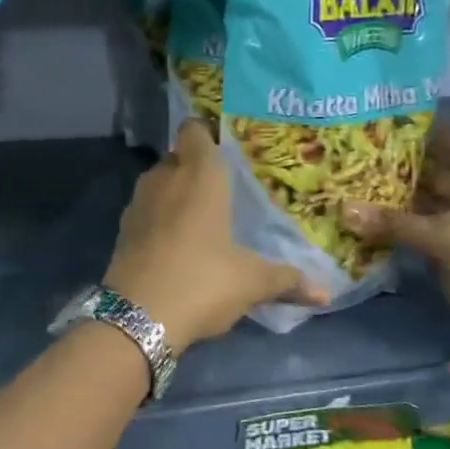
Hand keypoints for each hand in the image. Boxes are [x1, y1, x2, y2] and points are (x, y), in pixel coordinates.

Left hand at [104, 121, 327, 349]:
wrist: (136, 318)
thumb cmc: (202, 281)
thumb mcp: (251, 283)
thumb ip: (287, 280)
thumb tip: (325, 294)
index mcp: (199, 175)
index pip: (195, 130)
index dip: (208, 132)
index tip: (228, 145)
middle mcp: (165, 178)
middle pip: (179, 156)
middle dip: (197, 166)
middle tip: (226, 184)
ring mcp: (139, 203)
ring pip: (160, 182)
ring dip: (177, 192)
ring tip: (204, 213)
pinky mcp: (123, 230)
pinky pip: (147, 209)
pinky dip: (160, 216)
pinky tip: (179, 240)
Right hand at [341, 126, 449, 350]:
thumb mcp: (448, 236)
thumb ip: (395, 223)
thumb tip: (342, 209)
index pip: (448, 141)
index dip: (421, 129)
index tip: (382, 118)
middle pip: (427, 172)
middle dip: (394, 164)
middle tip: (349, 151)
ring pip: (416, 203)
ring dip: (387, 197)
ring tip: (344, 180)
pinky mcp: (443, 251)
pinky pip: (410, 232)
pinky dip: (388, 227)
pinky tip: (356, 218)